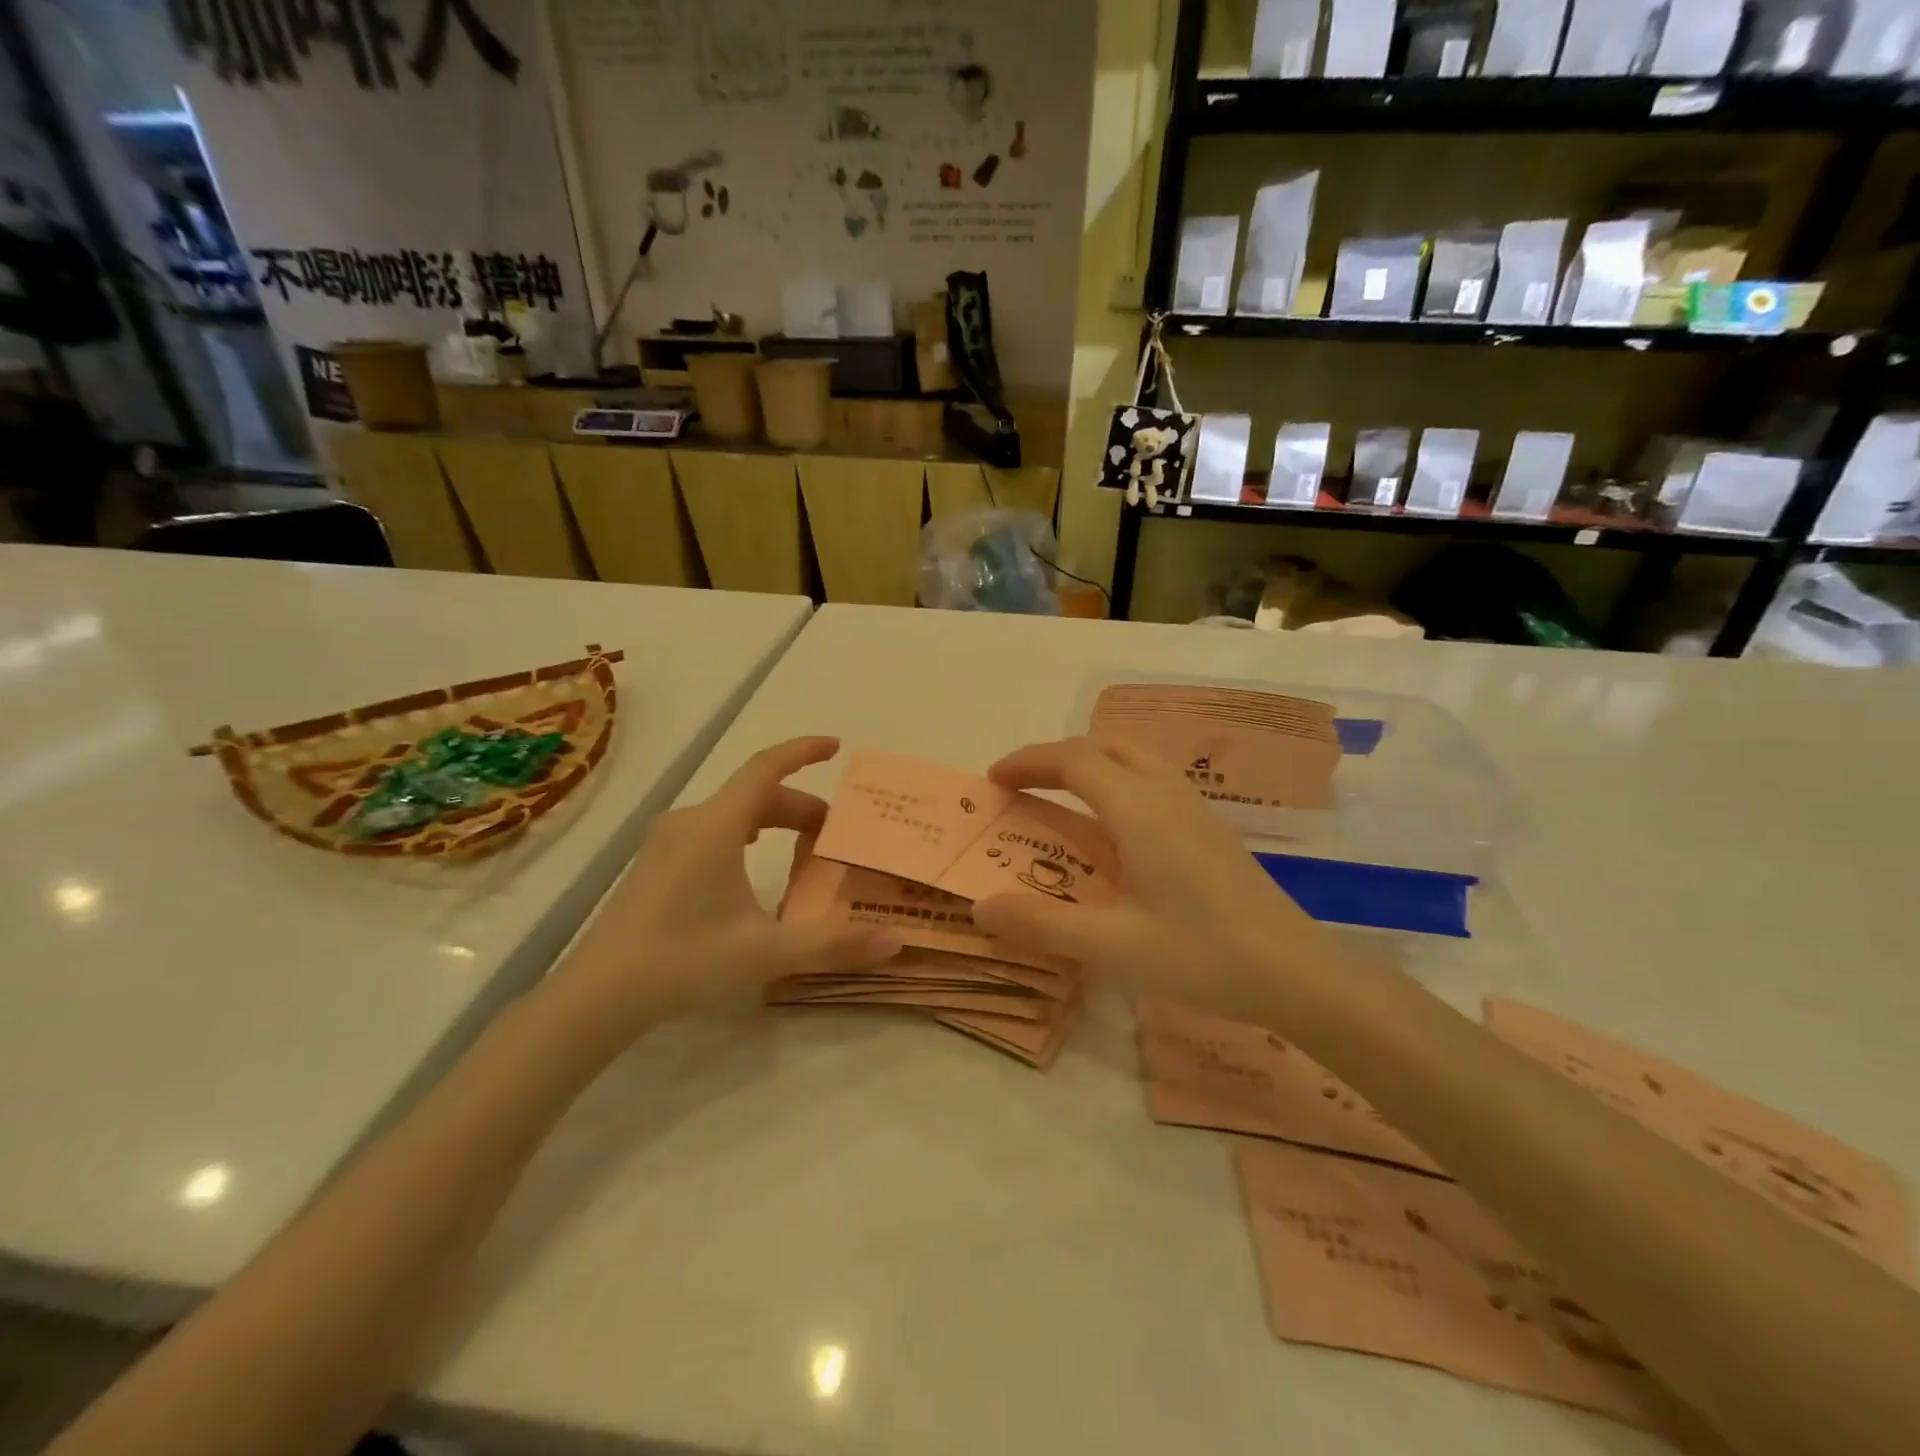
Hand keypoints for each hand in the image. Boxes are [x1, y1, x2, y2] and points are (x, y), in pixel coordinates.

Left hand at [542, 737, 899, 1045]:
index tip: (836, 746)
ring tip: (802, 848)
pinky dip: (745, 834)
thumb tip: (895, 942)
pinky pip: (711, 830)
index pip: (766, 767)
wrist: (598, 994)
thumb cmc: (685, 960)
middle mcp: (690, 821)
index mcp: (717, 826)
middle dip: (800, 806)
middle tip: (833, 834)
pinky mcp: (654, 863)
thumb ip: (833, 944)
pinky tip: (751, 866)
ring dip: (772, 821)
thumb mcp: (767, 952)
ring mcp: (666, 841)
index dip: (803, 751)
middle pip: (755, 794)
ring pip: (732, 813)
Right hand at [971, 738, 1346, 1019]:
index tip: (993, 781)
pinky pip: (1153, 777)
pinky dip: (1117, 779)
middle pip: (1103, 746)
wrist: (1299, 974)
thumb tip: (980, 906)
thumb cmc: (1204, 956)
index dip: (1028, 761)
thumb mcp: (1114, 947)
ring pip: (1134, 755)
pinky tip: (1115, 826)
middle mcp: (1166, 794)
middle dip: (1055, 757)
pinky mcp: (1210, 826)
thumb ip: (1043, 924)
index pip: (1073, 760)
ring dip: (1090, 762)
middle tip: (1023, 787)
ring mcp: (1194, 807)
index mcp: (1139, 810)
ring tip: (1062, 797)